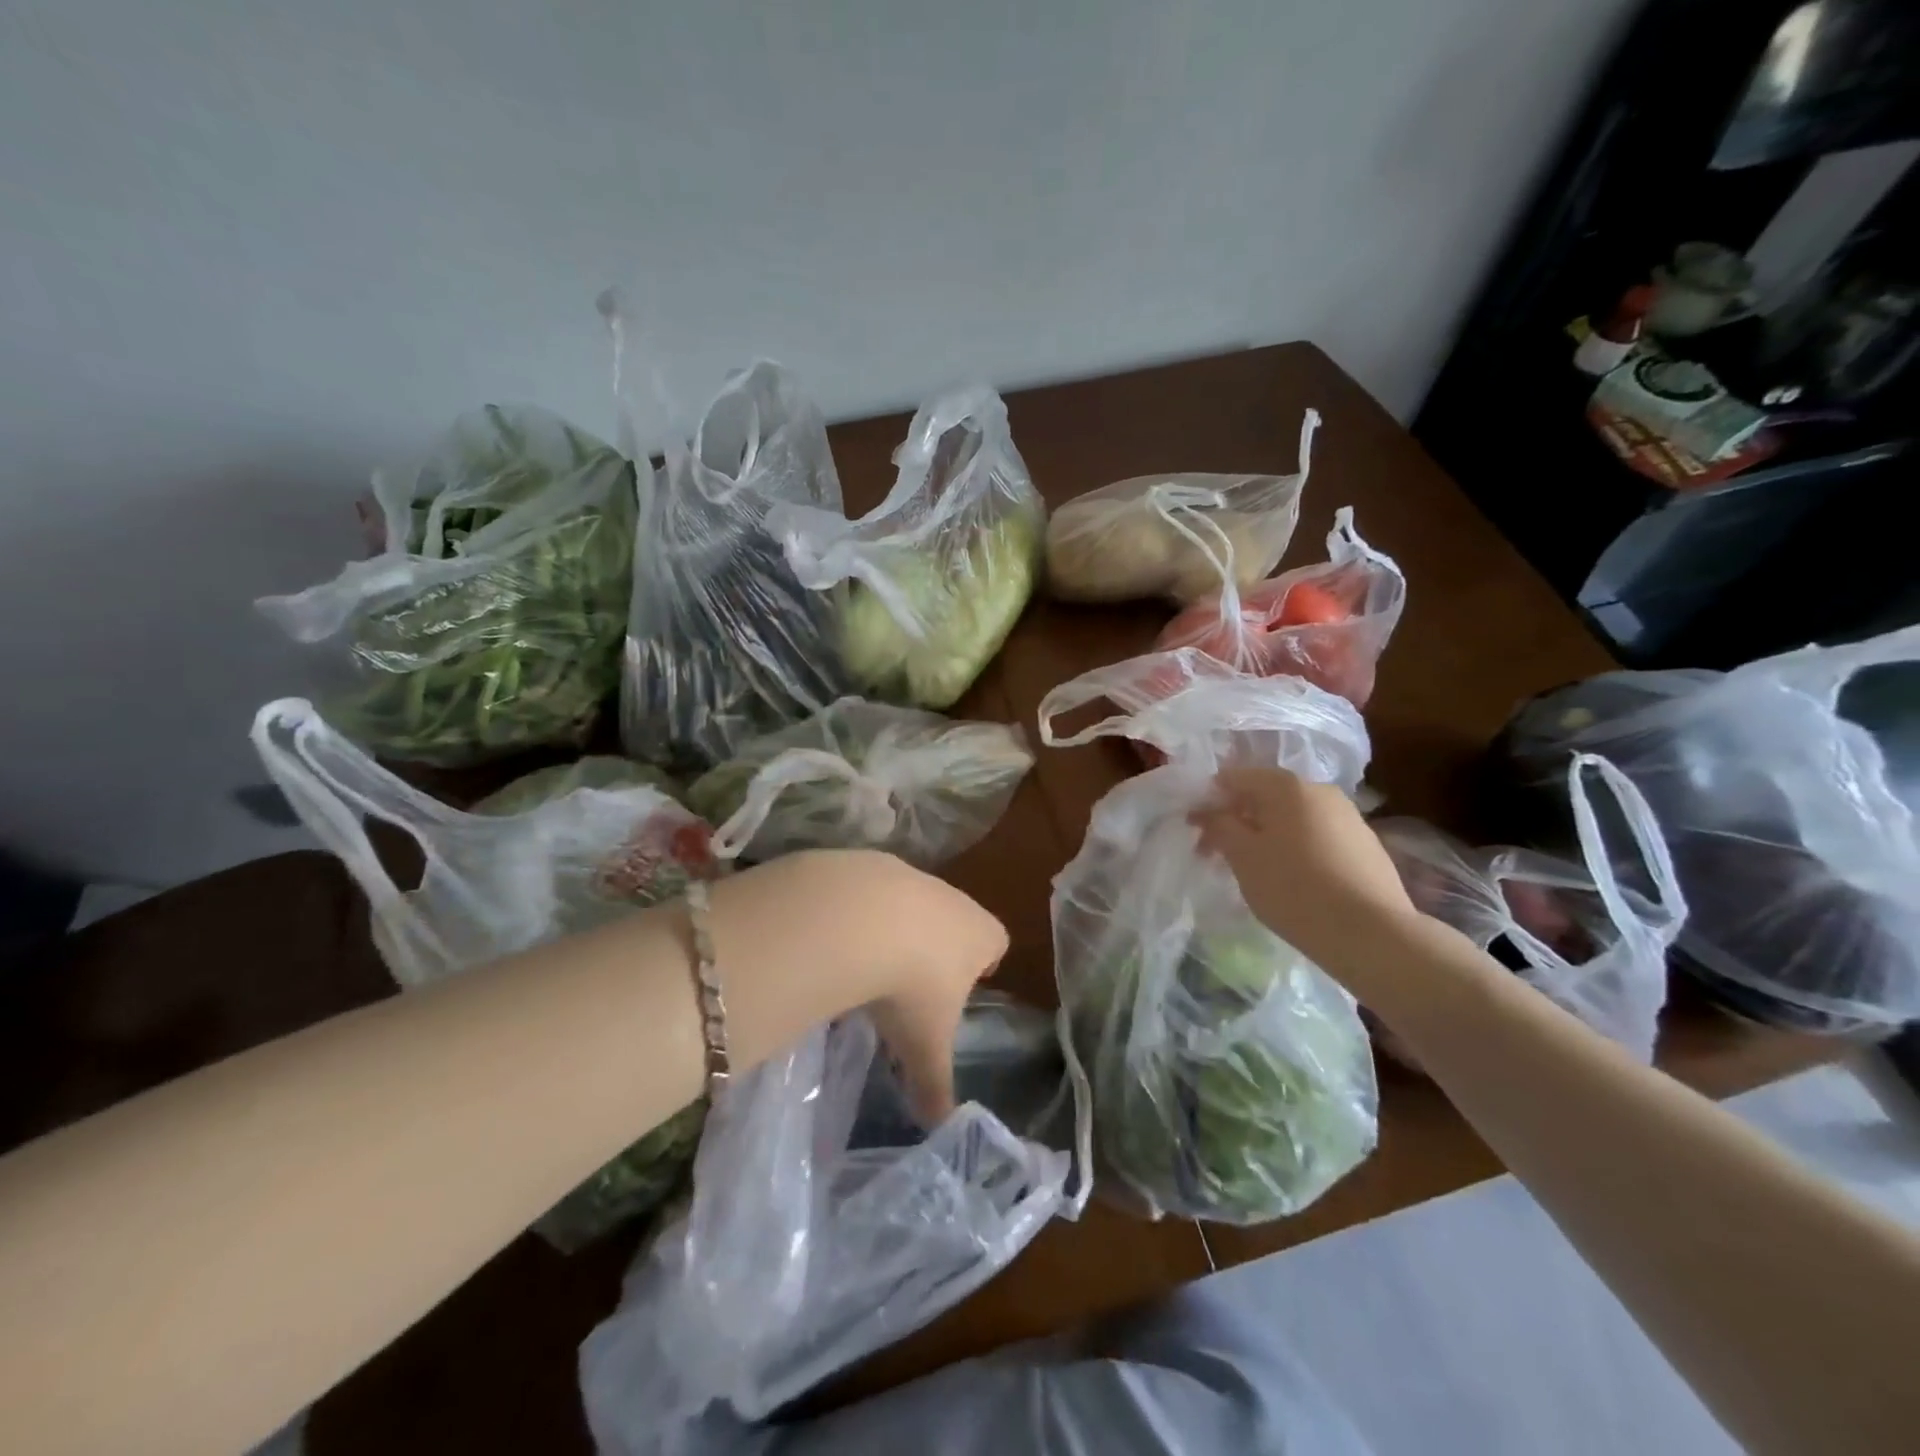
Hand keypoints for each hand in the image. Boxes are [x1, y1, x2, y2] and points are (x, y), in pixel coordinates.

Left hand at [712, 850, 1005, 1124]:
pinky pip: (867, 892)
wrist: (857, 918)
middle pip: (954, 920)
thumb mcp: (924, 1046)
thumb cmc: (911, 986)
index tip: (962, 989)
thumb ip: (935, 1086)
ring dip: (894, 928)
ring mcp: (909, 876)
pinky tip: (835, 941)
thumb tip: (940, 1130)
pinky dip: (856, 914)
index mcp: (980, 935)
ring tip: (867, 966)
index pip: (996, 944)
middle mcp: (951, 898)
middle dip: (937, 949)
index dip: (983, 965)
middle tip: (912, 987)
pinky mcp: (866, 864)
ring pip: (910, 903)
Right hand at [1190, 766, 1421, 992]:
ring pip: (1293, 818)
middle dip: (1237, 820)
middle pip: (1266, 797)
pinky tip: (1290, 880)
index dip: (1209, 799)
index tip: (1195, 829)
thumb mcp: (1243, 857)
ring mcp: (1349, 818)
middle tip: (1215, 853)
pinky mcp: (1366, 847)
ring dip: (1266, 836)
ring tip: (1252, 870)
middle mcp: (1321, 791)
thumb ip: (1219, 826)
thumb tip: (1208, 810)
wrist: (1373, 934)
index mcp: (1287, 786)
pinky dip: (1294, 849)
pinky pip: (1316, 837)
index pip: (1235, 777)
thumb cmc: (1294, 888)